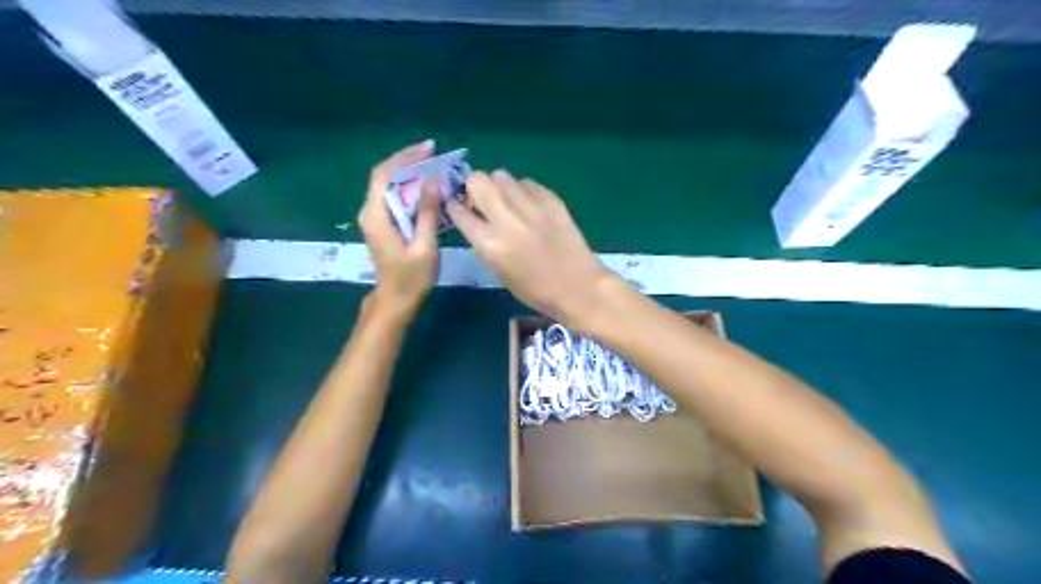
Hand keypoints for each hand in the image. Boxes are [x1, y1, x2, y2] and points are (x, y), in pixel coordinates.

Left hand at [360, 140, 439, 319]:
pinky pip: (396, 198)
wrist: (395, 301)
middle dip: (409, 162)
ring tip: (436, 168)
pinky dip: (412, 189)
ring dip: (411, 174)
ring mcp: (376, 218)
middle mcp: (371, 212)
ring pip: (391, 186)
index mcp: (377, 215)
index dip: (405, 157)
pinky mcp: (384, 224)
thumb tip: (433, 181)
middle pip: (386, 176)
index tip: (429, 149)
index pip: (385, 174)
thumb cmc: (411, 278)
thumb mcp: (424, 246)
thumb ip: (427, 212)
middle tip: (436, 155)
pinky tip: (429, 189)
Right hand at [444, 168, 611, 326]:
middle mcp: (505, 219)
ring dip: (499, 187)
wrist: (577, 286)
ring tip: (509, 202)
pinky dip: (523, 191)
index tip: (460, 207)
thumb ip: (484, 242)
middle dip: (475, 188)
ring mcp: (530, 206)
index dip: (456, 206)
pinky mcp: (551, 200)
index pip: (459, 211)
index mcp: (489, 243)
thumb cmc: (535, 289)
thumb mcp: (498, 271)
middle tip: (484, 201)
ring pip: (502, 176)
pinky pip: (527, 183)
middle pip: (478, 180)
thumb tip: (477, 219)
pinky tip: (531, 206)